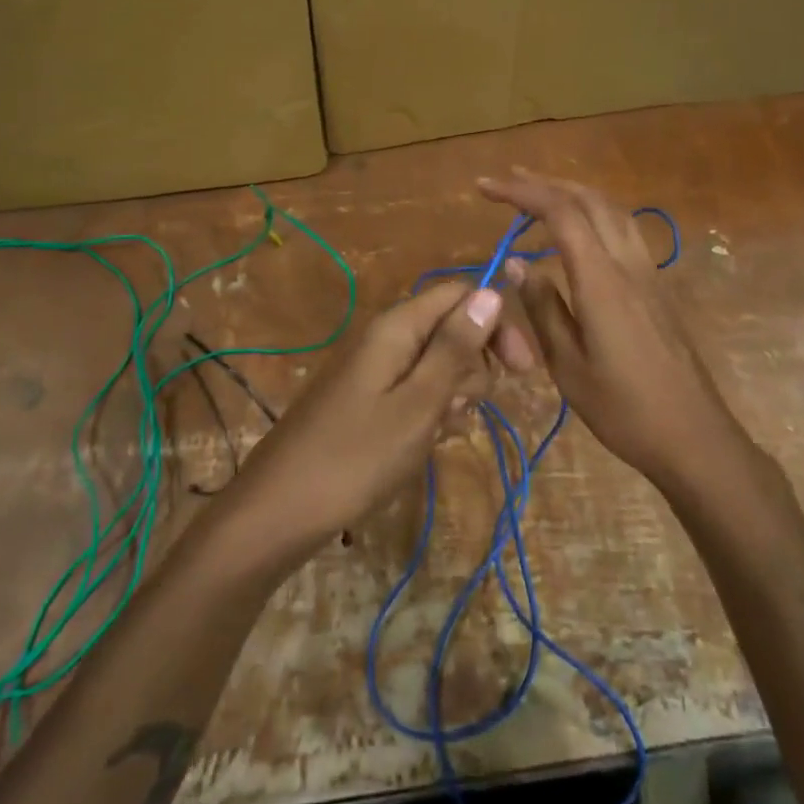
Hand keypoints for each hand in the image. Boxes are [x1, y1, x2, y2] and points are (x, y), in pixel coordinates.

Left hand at [223, 281, 502, 550]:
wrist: (281, 511)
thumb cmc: (356, 458)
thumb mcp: (418, 404)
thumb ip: (455, 347)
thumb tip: (491, 292)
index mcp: (396, 326)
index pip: (460, 294)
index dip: (496, 322)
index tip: (523, 369)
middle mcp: (386, 337)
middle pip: (452, 329)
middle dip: (473, 368)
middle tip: (460, 411)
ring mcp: (375, 370)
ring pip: (438, 365)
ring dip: (453, 396)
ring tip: (436, 434)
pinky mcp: (369, 400)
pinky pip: (416, 392)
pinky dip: (430, 413)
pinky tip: (425, 443)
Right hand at [479, 170, 756, 490]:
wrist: (694, 436)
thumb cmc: (623, 409)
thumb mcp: (568, 365)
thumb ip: (543, 307)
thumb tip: (518, 262)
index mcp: (602, 281)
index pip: (561, 214)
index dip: (522, 193)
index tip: (485, 188)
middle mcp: (628, 265)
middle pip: (589, 200)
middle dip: (545, 183)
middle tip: (506, 181)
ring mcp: (648, 273)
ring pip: (612, 210)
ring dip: (573, 192)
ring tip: (539, 193)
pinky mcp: (657, 286)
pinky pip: (624, 230)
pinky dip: (594, 213)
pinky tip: (580, 230)